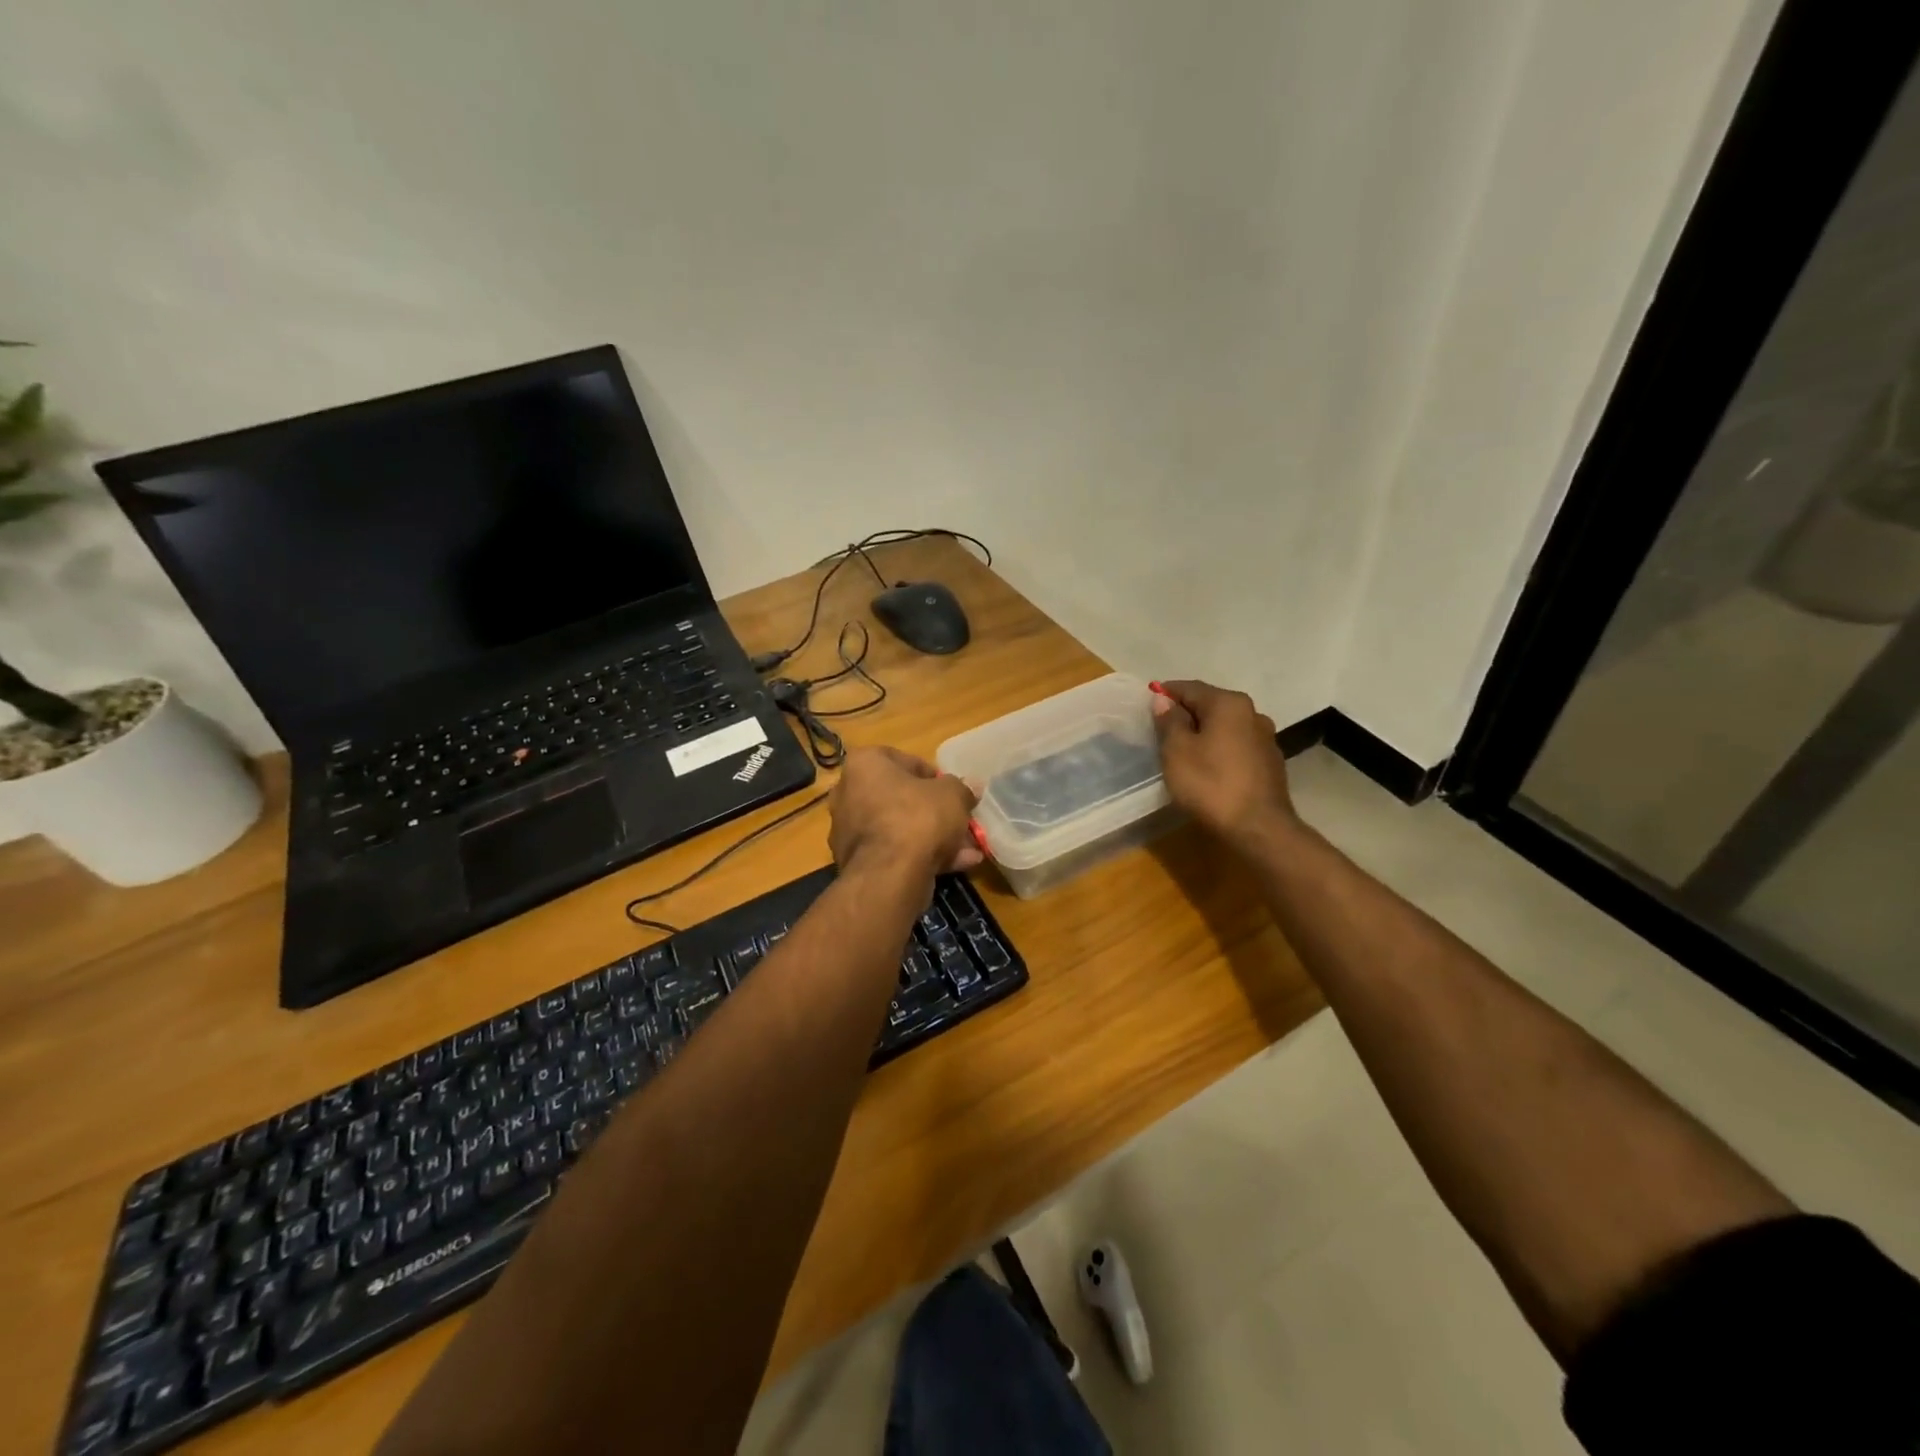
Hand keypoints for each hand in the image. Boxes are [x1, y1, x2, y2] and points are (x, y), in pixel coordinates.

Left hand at [828, 746, 983, 880]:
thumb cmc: (918, 817)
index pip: (904, 760)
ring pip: (900, 828)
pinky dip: (922, 856)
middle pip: (901, 798)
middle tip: (961, 822)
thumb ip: (962, 788)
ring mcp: (849, 830)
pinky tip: (958, 865)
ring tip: (968, 850)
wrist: (890, 874)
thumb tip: (971, 787)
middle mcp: (848, 793)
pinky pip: (894, 852)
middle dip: (934, 812)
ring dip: (933, 837)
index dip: (934, 776)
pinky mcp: (856, 862)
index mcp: (864, 764)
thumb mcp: (953, 795)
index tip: (952, 791)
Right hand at [1151, 679, 1299, 853]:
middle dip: (1185, 714)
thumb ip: (1169, 721)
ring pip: (1225, 726)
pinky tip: (1207, 766)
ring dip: (1203, 732)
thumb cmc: (1210, 784)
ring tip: (1182, 749)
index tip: (1147, 703)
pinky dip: (1219, 749)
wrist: (1258, 828)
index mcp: (1229, 703)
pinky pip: (1236, 746)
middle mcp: (1252, 713)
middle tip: (1161, 729)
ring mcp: (1265, 738)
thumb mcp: (1177, 751)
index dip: (1166, 693)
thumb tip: (1163, 700)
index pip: (1190, 688)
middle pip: (1210, 705)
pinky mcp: (1270, 763)